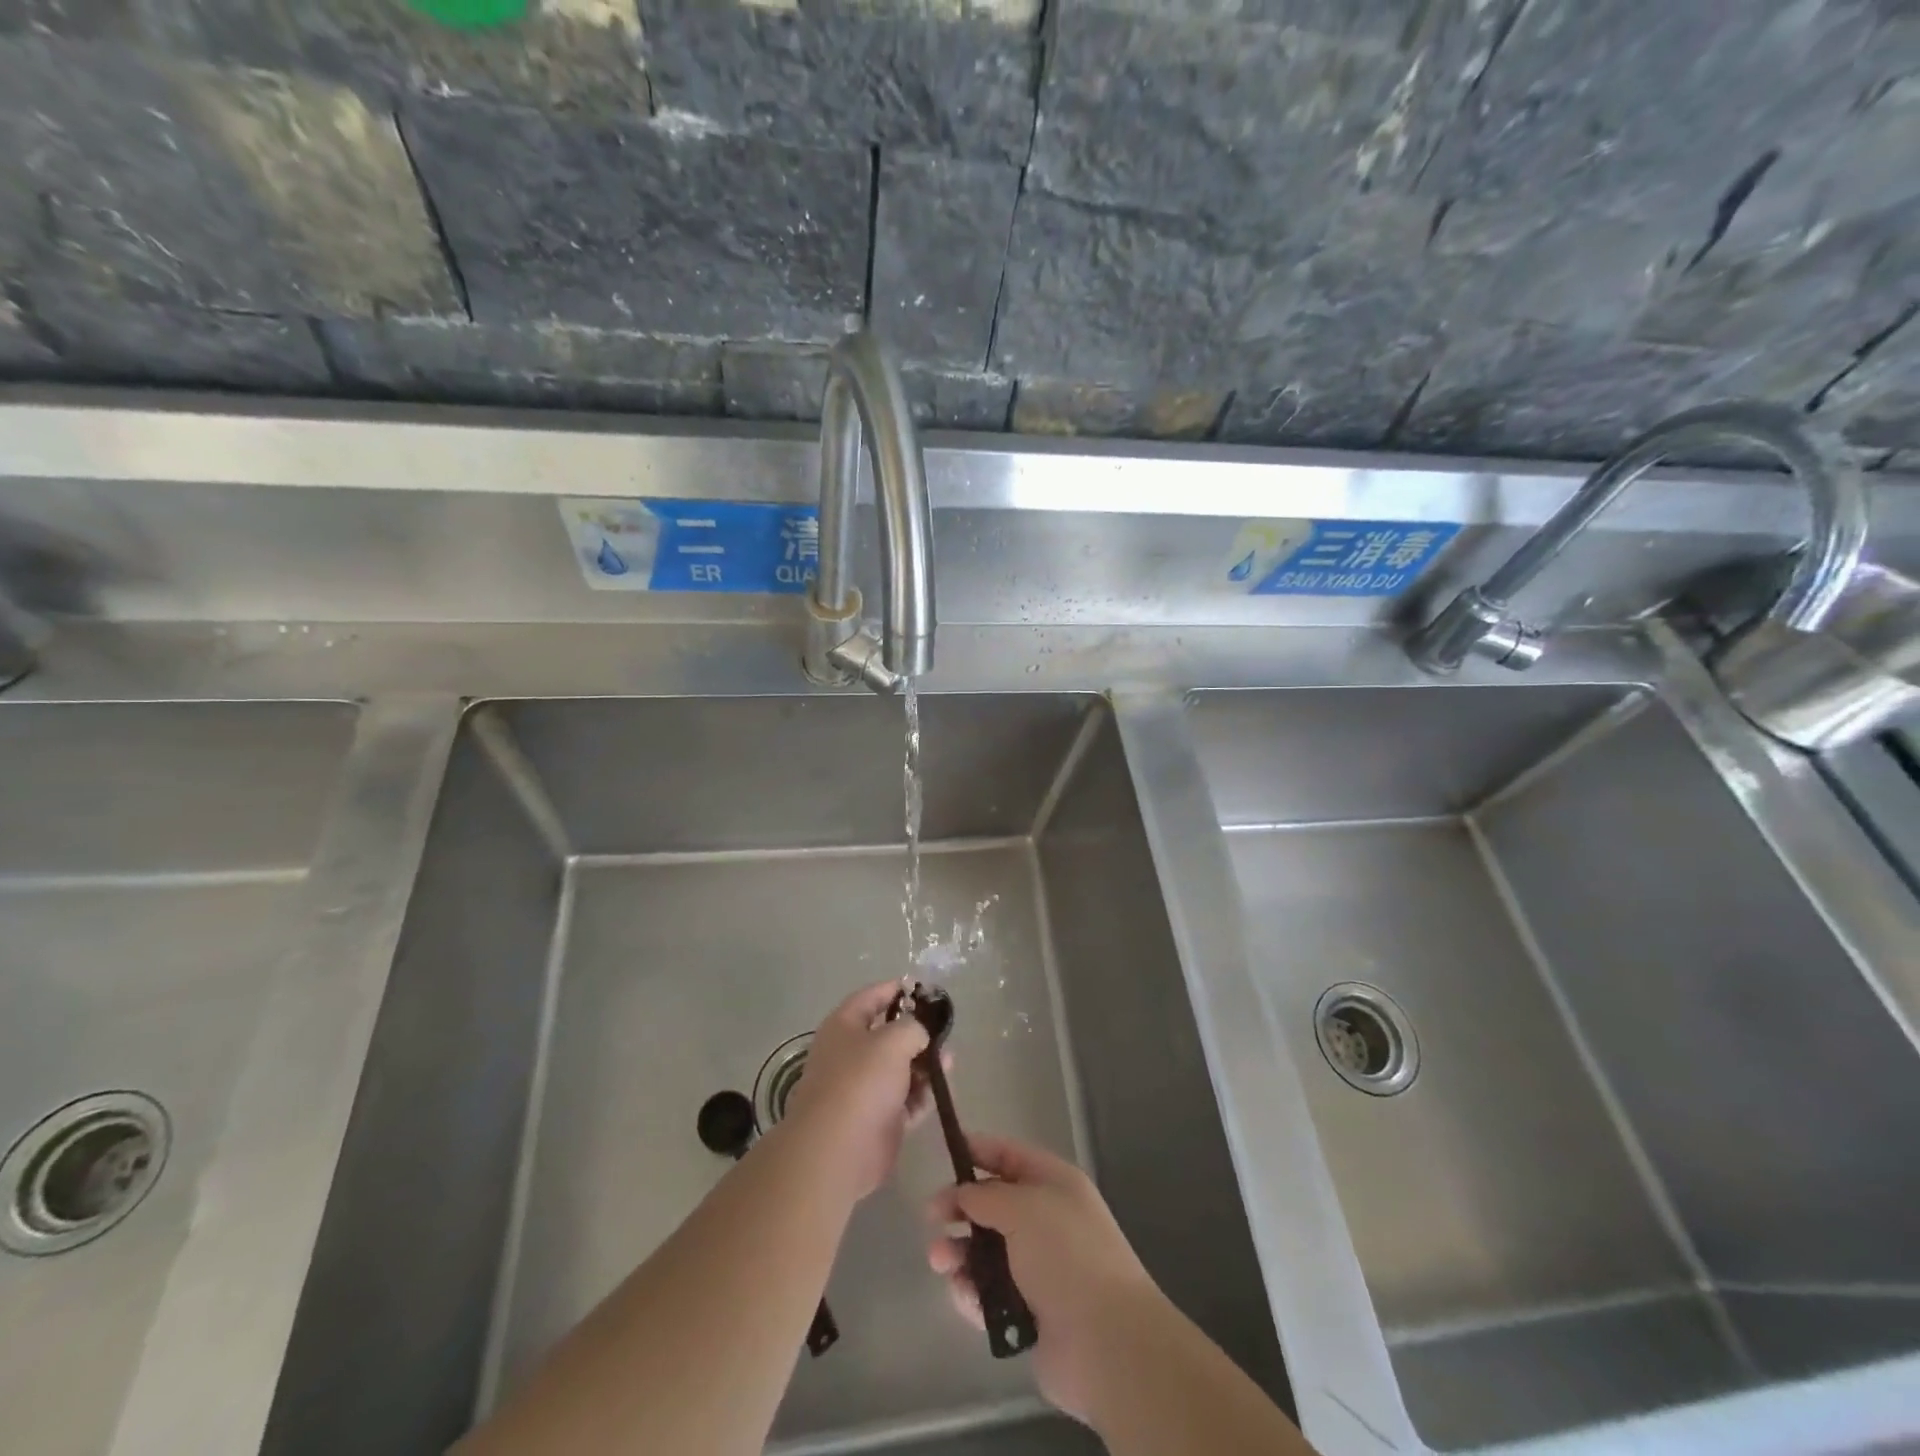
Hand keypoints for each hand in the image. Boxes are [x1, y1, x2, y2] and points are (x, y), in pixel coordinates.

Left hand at [781, 980, 931, 1199]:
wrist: (838, 1150)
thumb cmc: (861, 1081)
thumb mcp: (893, 1040)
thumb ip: (913, 1027)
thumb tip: (919, 1033)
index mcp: (844, 1027)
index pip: (871, 997)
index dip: (895, 989)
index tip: (923, 989)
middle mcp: (851, 1054)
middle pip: (888, 1035)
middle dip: (916, 1032)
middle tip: (944, 1030)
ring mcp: (864, 1089)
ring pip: (900, 1068)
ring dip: (924, 1064)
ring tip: (949, 1061)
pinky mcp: (878, 1119)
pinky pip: (906, 1099)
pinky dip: (923, 1094)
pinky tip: (943, 1088)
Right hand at [925, 1133, 1161, 1425]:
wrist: (1106, 1342)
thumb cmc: (1066, 1255)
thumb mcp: (1022, 1207)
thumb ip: (985, 1196)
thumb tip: (963, 1195)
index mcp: (1055, 1184)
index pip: (1010, 1155)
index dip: (978, 1150)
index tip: (944, 1153)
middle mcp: (1047, 1221)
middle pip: (994, 1205)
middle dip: (961, 1209)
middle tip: (931, 1217)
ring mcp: (1040, 1269)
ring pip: (987, 1252)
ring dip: (960, 1253)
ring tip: (940, 1261)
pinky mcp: (1030, 1313)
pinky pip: (990, 1293)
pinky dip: (972, 1292)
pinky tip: (962, 1294)